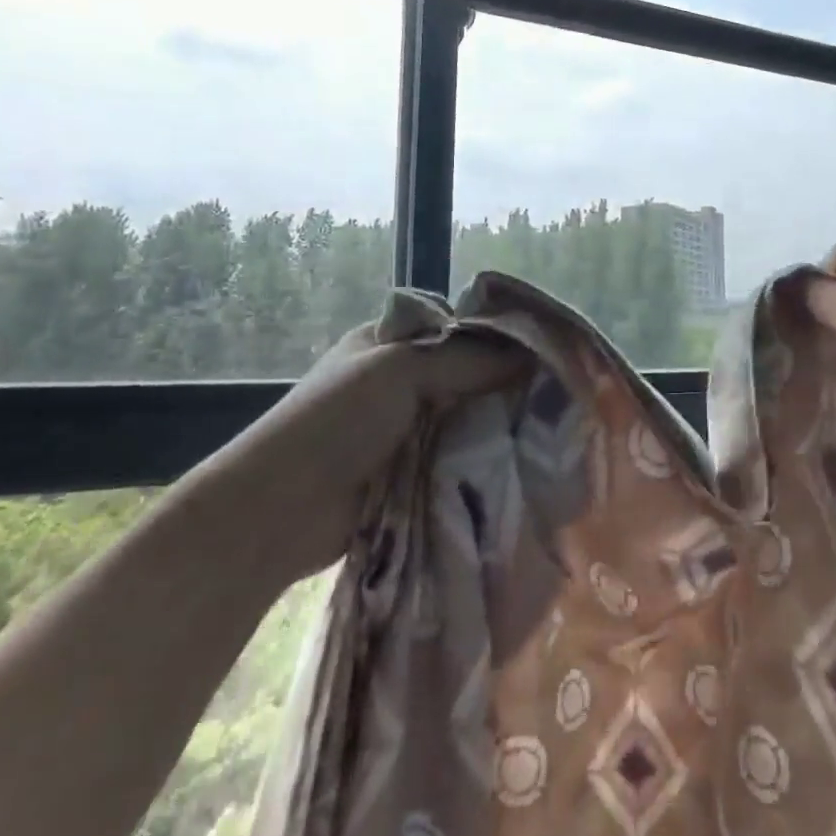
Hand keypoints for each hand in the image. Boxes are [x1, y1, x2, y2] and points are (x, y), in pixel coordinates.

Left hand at [183, 330, 527, 589]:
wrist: (281, 508)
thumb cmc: (337, 420)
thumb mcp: (402, 369)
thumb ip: (468, 358)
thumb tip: (533, 357)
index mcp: (390, 340)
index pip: (460, 327)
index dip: (500, 337)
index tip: (545, 353)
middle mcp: (400, 377)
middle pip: (467, 373)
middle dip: (503, 384)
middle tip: (555, 395)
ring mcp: (405, 425)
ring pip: (466, 415)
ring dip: (495, 424)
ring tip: (548, 429)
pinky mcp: (411, 468)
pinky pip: (457, 453)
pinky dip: (481, 456)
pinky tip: (518, 459)